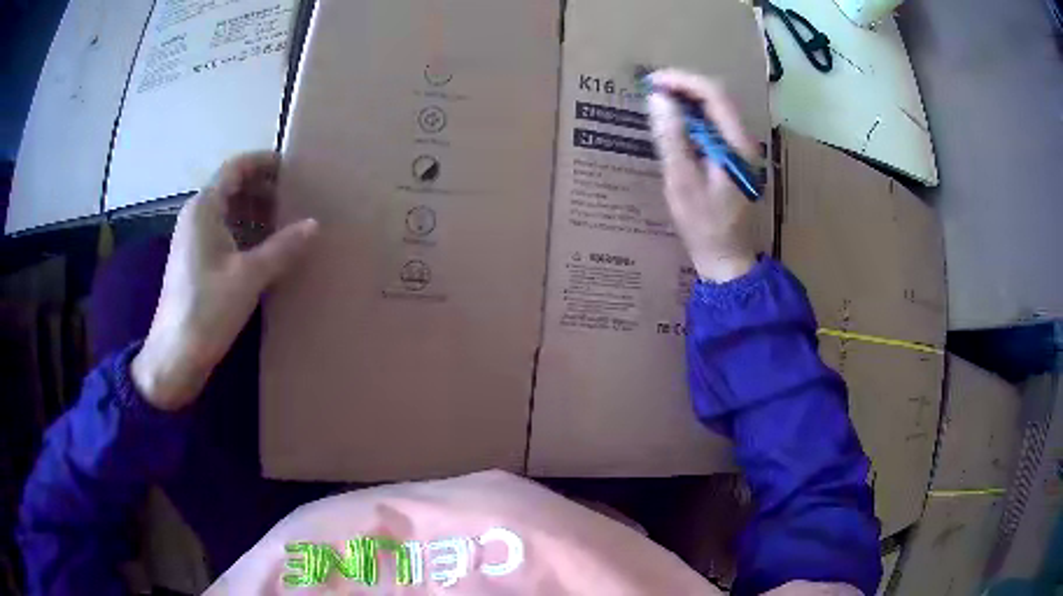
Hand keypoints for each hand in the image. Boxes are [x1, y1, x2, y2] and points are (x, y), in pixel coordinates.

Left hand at [131, 152, 317, 410]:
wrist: (175, 356)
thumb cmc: (206, 309)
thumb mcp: (249, 277)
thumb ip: (282, 248)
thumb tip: (314, 224)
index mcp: (205, 208)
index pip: (236, 167)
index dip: (264, 162)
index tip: (293, 167)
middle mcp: (197, 216)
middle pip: (233, 187)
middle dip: (265, 188)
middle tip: (297, 197)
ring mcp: (195, 240)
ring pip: (230, 212)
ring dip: (257, 212)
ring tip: (288, 222)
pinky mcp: (196, 262)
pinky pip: (226, 234)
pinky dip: (247, 233)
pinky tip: (268, 250)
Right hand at [647, 69, 758, 281]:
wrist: (727, 258)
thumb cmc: (704, 225)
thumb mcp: (682, 182)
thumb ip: (671, 138)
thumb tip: (658, 98)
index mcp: (736, 144)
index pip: (713, 94)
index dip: (682, 81)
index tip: (651, 82)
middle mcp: (744, 140)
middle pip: (717, 96)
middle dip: (683, 86)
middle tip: (651, 90)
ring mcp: (741, 148)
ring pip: (715, 108)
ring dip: (687, 99)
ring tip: (658, 101)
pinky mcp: (733, 156)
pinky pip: (713, 124)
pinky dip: (692, 116)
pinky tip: (674, 123)